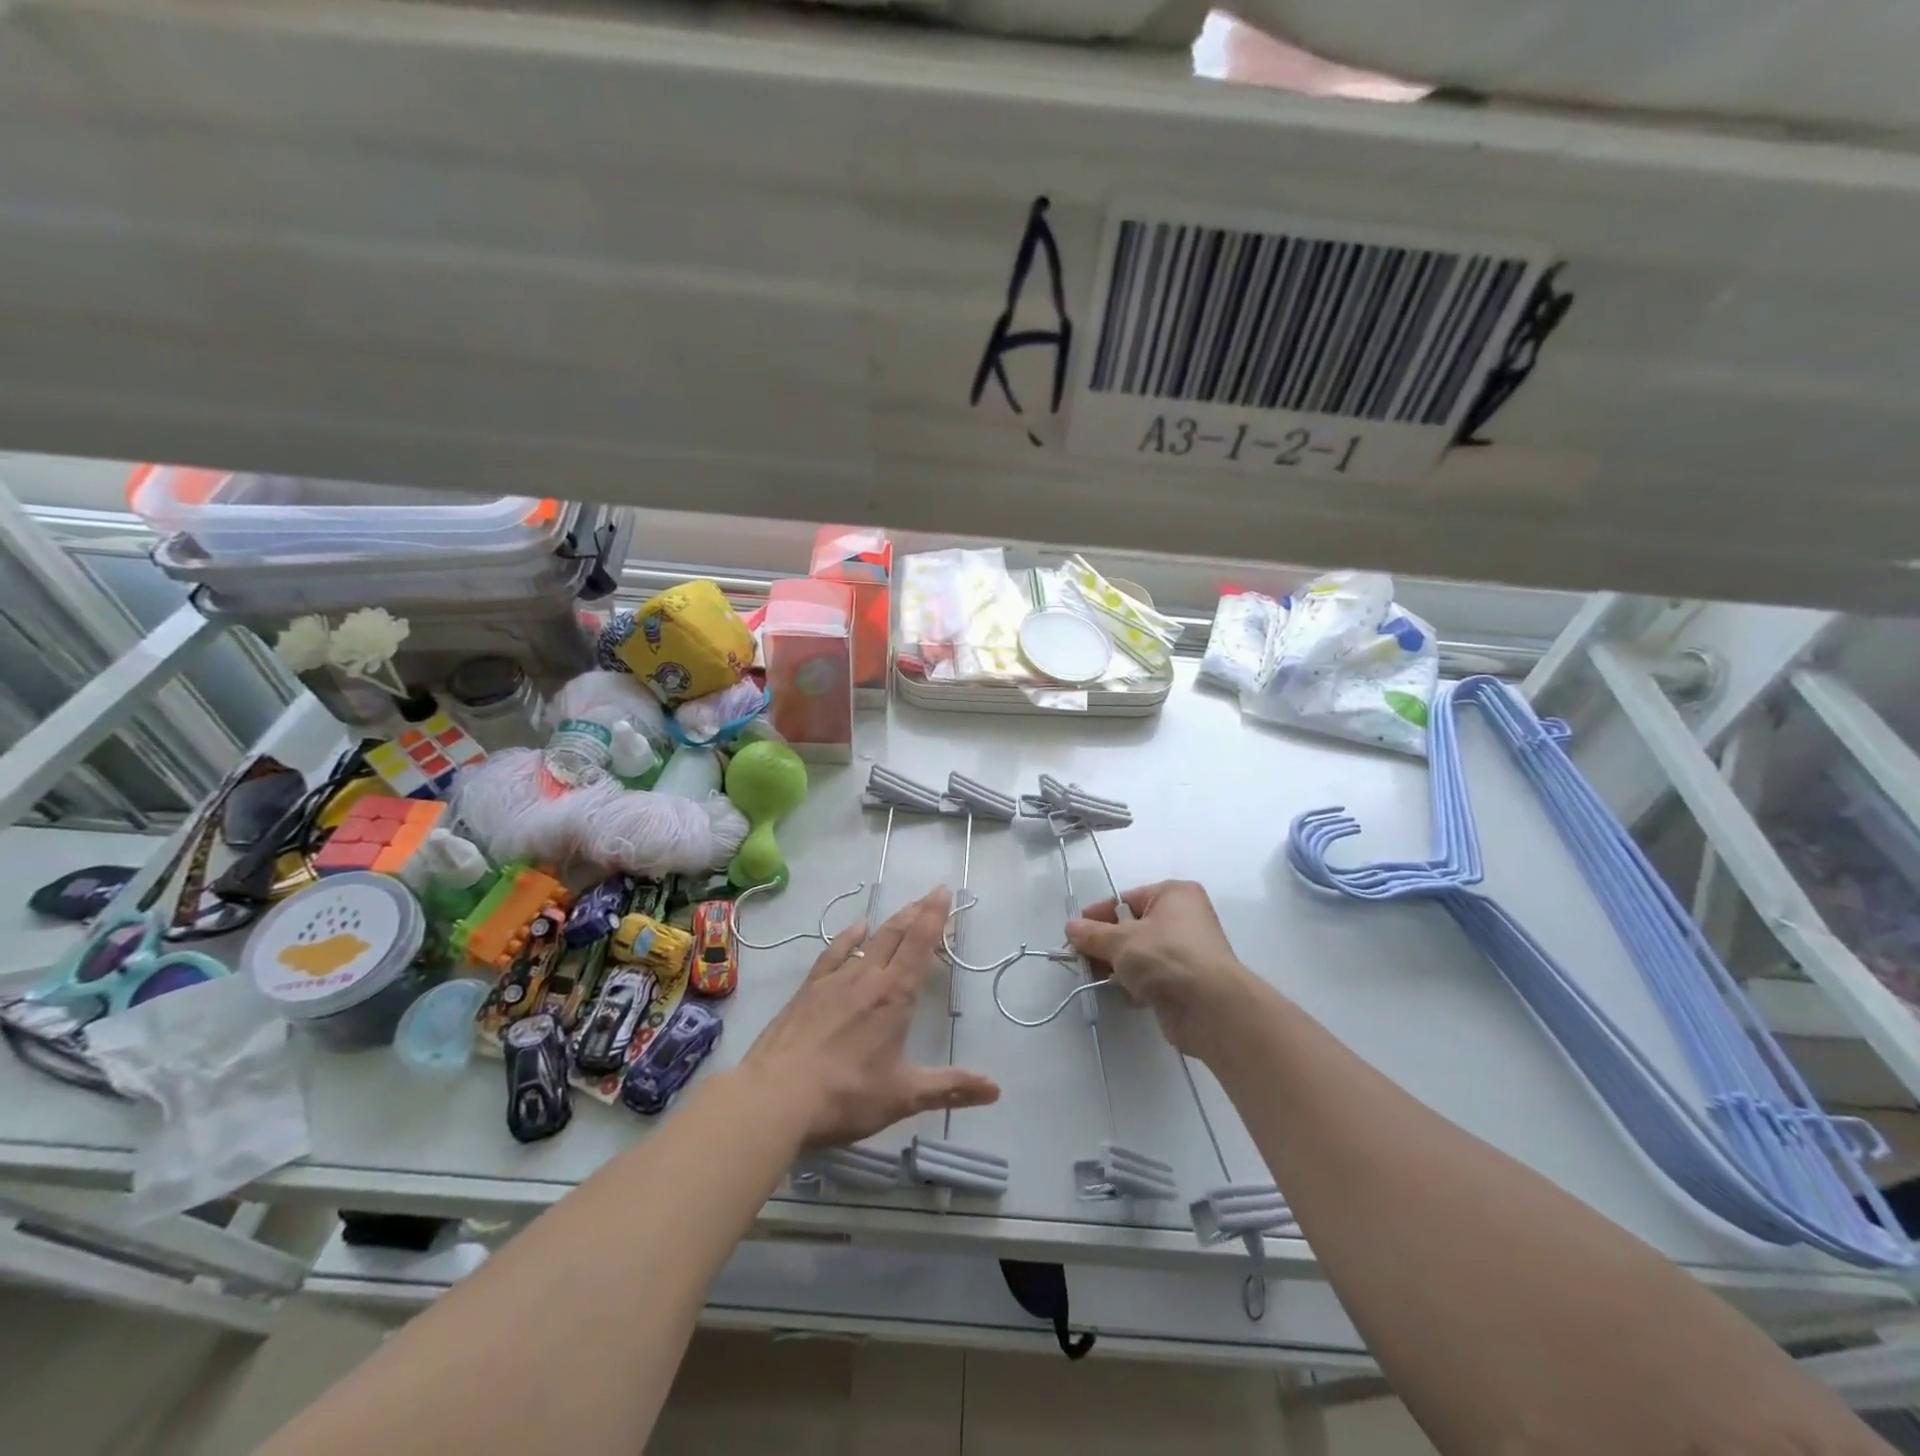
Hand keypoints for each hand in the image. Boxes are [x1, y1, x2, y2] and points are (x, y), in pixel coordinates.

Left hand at [743, 887, 999, 1147]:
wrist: (774, 1097)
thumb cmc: (845, 1096)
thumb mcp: (903, 1097)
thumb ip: (950, 1088)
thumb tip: (996, 1089)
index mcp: (894, 996)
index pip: (919, 944)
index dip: (934, 916)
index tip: (944, 890)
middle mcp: (867, 978)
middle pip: (896, 934)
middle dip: (916, 912)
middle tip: (931, 894)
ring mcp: (834, 981)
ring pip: (869, 940)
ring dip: (890, 922)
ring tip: (904, 909)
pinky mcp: (808, 990)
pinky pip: (834, 953)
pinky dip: (849, 937)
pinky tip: (856, 928)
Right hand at [1066, 881, 1259, 1059]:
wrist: (1210, 1008)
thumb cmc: (1166, 958)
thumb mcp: (1121, 941)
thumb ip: (1092, 934)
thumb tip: (1071, 927)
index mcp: (1174, 895)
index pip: (1125, 900)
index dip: (1098, 916)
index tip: (1074, 933)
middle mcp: (1184, 918)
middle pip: (1132, 928)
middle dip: (1105, 945)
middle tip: (1081, 959)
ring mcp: (1187, 951)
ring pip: (1140, 954)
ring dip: (1118, 966)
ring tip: (1097, 978)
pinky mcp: (1187, 981)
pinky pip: (1152, 976)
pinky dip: (1136, 984)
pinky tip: (1123, 995)